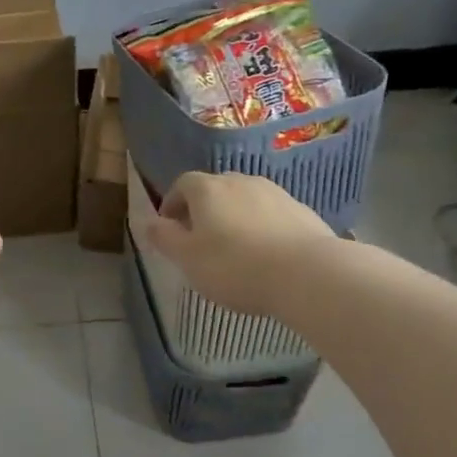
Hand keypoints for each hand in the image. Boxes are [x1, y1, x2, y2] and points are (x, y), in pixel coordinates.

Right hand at [138, 171, 332, 315]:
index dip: (172, 204)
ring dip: (235, 216)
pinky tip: (267, 254)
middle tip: (201, 239)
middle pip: (214, 189)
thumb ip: (164, 238)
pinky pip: (271, 214)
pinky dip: (262, 226)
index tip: (170, 228)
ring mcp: (274, 193)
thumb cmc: (235, 266)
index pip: (182, 184)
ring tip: (236, 248)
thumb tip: (148, 222)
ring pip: (244, 200)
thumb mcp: (187, 258)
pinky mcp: (301, 210)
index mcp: (207, 188)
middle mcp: (239, 181)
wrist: (308, 274)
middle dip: (204, 209)